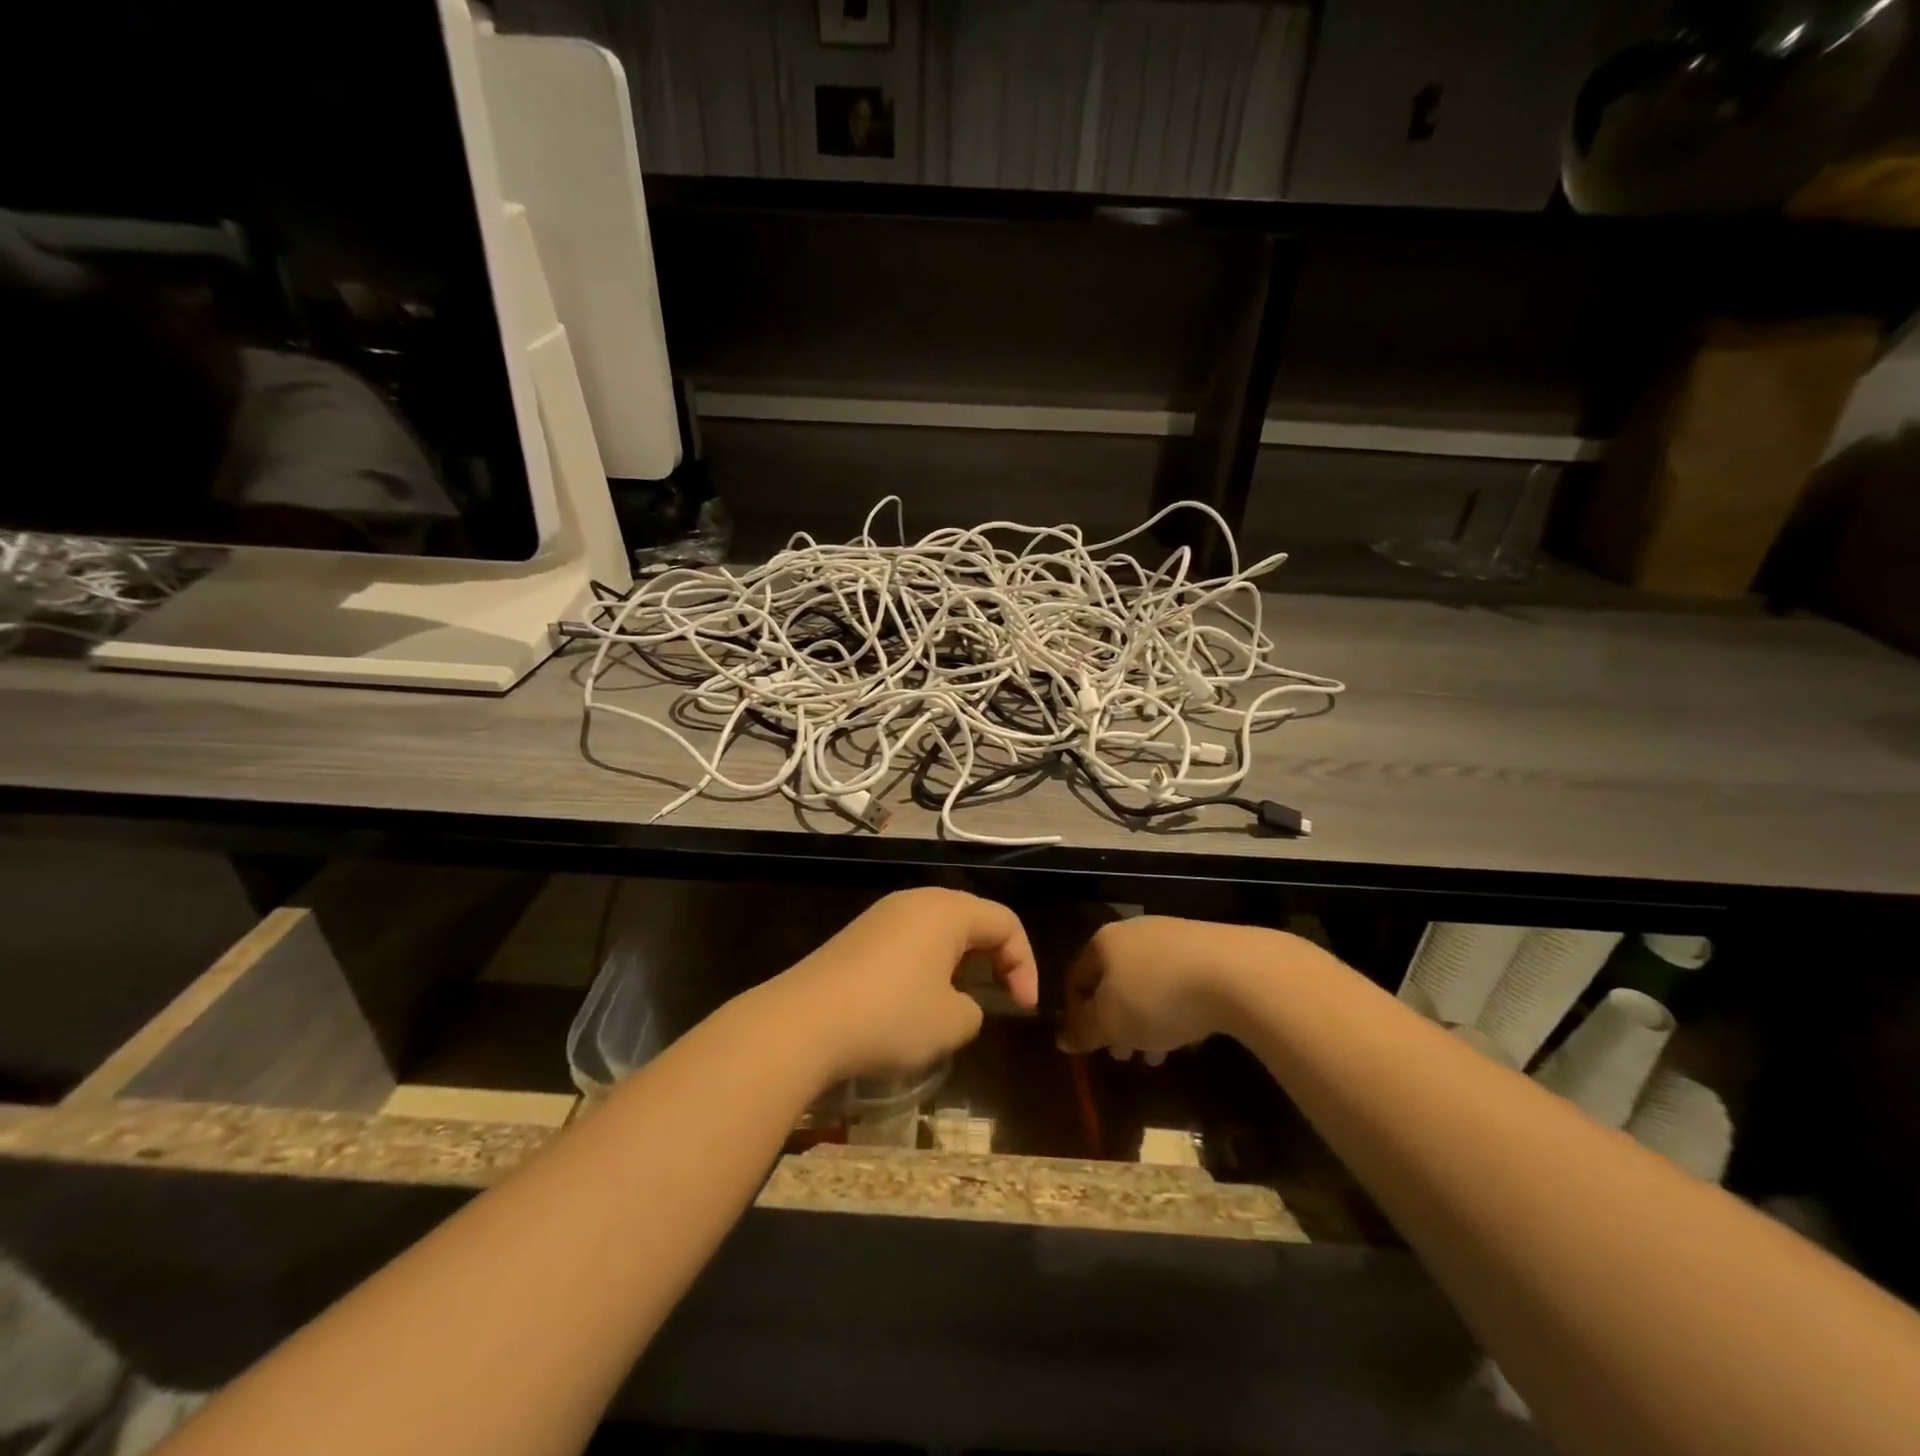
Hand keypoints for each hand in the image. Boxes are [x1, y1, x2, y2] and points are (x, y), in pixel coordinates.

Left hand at [772, 887, 1038, 1081]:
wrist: (802, 1022)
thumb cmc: (890, 1016)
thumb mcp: (951, 1023)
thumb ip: (974, 1010)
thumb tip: (961, 1004)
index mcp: (948, 910)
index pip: (1005, 923)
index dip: (1024, 965)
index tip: (1022, 1009)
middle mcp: (916, 900)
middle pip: (972, 919)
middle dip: (994, 958)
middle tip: (1000, 997)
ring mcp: (882, 915)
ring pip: (938, 930)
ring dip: (958, 962)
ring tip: (957, 1002)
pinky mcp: (857, 936)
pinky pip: (908, 941)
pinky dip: (925, 965)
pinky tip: (914, 1002)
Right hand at [1058, 916, 1279, 1061]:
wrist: (1235, 972)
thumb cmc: (1157, 997)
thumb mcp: (1111, 1023)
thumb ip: (1083, 1031)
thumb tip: (1062, 1038)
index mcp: (1103, 942)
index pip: (1076, 978)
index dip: (1076, 1015)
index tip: (1090, 1047)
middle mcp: (1133, 931)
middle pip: (1113, 981)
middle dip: (1116, 1022)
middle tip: (1125, 1056)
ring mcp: (1172, 935)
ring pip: (1147, 983)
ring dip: (1146, 1020)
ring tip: (1158, 1054)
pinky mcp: (1207, 946)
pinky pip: (1179, 981)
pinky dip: (1176, 1008)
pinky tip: (1188, 1033)